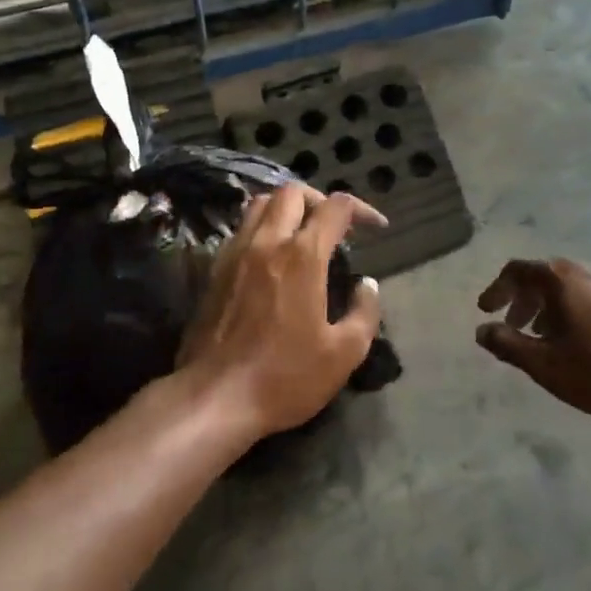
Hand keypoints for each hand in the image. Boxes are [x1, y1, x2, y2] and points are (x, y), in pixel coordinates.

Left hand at [180, 183, 385, 441]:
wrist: (214, 397)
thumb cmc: (284, 377)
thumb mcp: (343, 355)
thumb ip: (364, 313)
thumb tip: (368, 285)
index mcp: (302, 256)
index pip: (335, 207)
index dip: (361, 209)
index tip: (375, 227)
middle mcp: (267, 242)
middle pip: (292, 192)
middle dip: (319, 199)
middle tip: (334, 226)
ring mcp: (236, 253)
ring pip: (260, 203)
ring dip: (286, 208)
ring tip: (302, 233)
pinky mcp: (215, 269)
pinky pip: (241, 228)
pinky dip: (261, 227)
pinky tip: (271, 256)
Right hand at [476, 258, 590, 417]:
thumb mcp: (545, 363)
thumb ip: (508, 345)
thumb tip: (481, 331)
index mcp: (560, 280)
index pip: (517, 270)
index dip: (497, 289)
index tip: (486, 310)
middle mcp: (585, 273)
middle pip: (543, 276)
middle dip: (522, 299)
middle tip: (513, 326)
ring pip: (569, 288)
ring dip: (548, 307)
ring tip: (543, 337)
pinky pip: (590, 298)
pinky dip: (572, 312)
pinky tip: (579, 342)